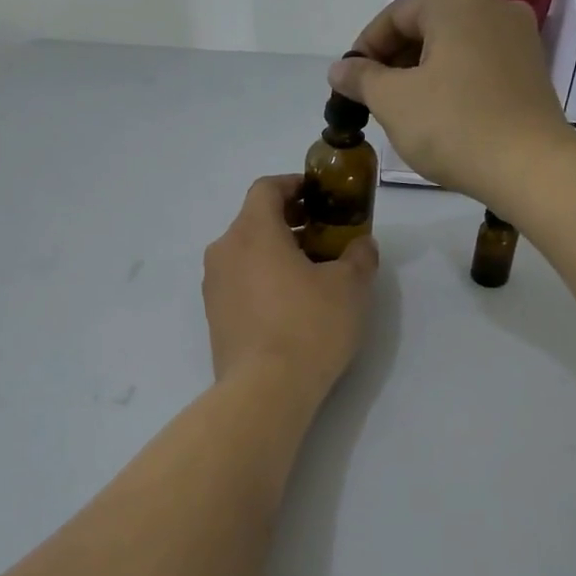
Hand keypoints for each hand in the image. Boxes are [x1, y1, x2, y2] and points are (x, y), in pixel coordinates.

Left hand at [202, 176, 378, 400]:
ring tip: (311, 274)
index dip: (294, 185)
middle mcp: (224, 251)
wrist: (265, 390)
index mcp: (252, 231)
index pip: (266, 188)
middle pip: (254, 220)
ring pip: (246, 253)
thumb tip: (361, 245)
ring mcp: (214, 286)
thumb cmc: (309, 326)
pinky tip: (290, 304)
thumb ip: (359, 256)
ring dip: (276, 253)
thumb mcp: (350, 287)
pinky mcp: (214, 316)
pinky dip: (262, 279)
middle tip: (324, 237)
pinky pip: (240, 282)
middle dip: (290, 222)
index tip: (319, 197)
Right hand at [329, 0, 575, 209]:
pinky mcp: (532, 68)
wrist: (530, 167)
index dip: (363, 49)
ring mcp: (520, 35)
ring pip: (454, 46)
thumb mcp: (393, 102)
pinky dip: (454, 81)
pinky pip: (480, 64)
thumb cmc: (454, 126)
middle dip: (394, 61)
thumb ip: (361, 78)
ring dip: (423, 72)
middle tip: (373, 99)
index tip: (347, 83)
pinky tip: (441, 113)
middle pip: (427, 27)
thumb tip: (339, 68)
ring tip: (404, 110)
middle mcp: (494, 4)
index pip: (395, 16)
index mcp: (458, 0)